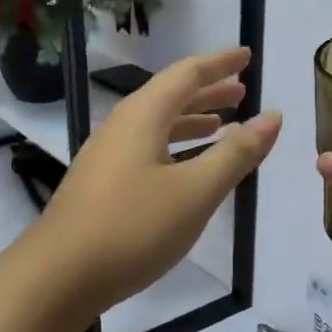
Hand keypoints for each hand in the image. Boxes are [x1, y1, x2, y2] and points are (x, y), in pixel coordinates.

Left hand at [32, 47, 281, 319]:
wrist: (59, 276)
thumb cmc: (134, 228)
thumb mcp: (196, 191)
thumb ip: (236, 153)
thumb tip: (273, 117)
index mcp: (143, 116)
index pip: (187, 74)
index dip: (220, 64)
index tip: (247, 56)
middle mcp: (121, 127)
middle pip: (169, 97)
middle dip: (208, 91)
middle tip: (242, 92)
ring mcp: (107, 156)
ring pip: (157, 125)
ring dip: (191, 121)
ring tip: (222, 125)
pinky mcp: (101, 184)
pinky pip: (146, 149)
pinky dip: (175, 147)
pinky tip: (186, 168)